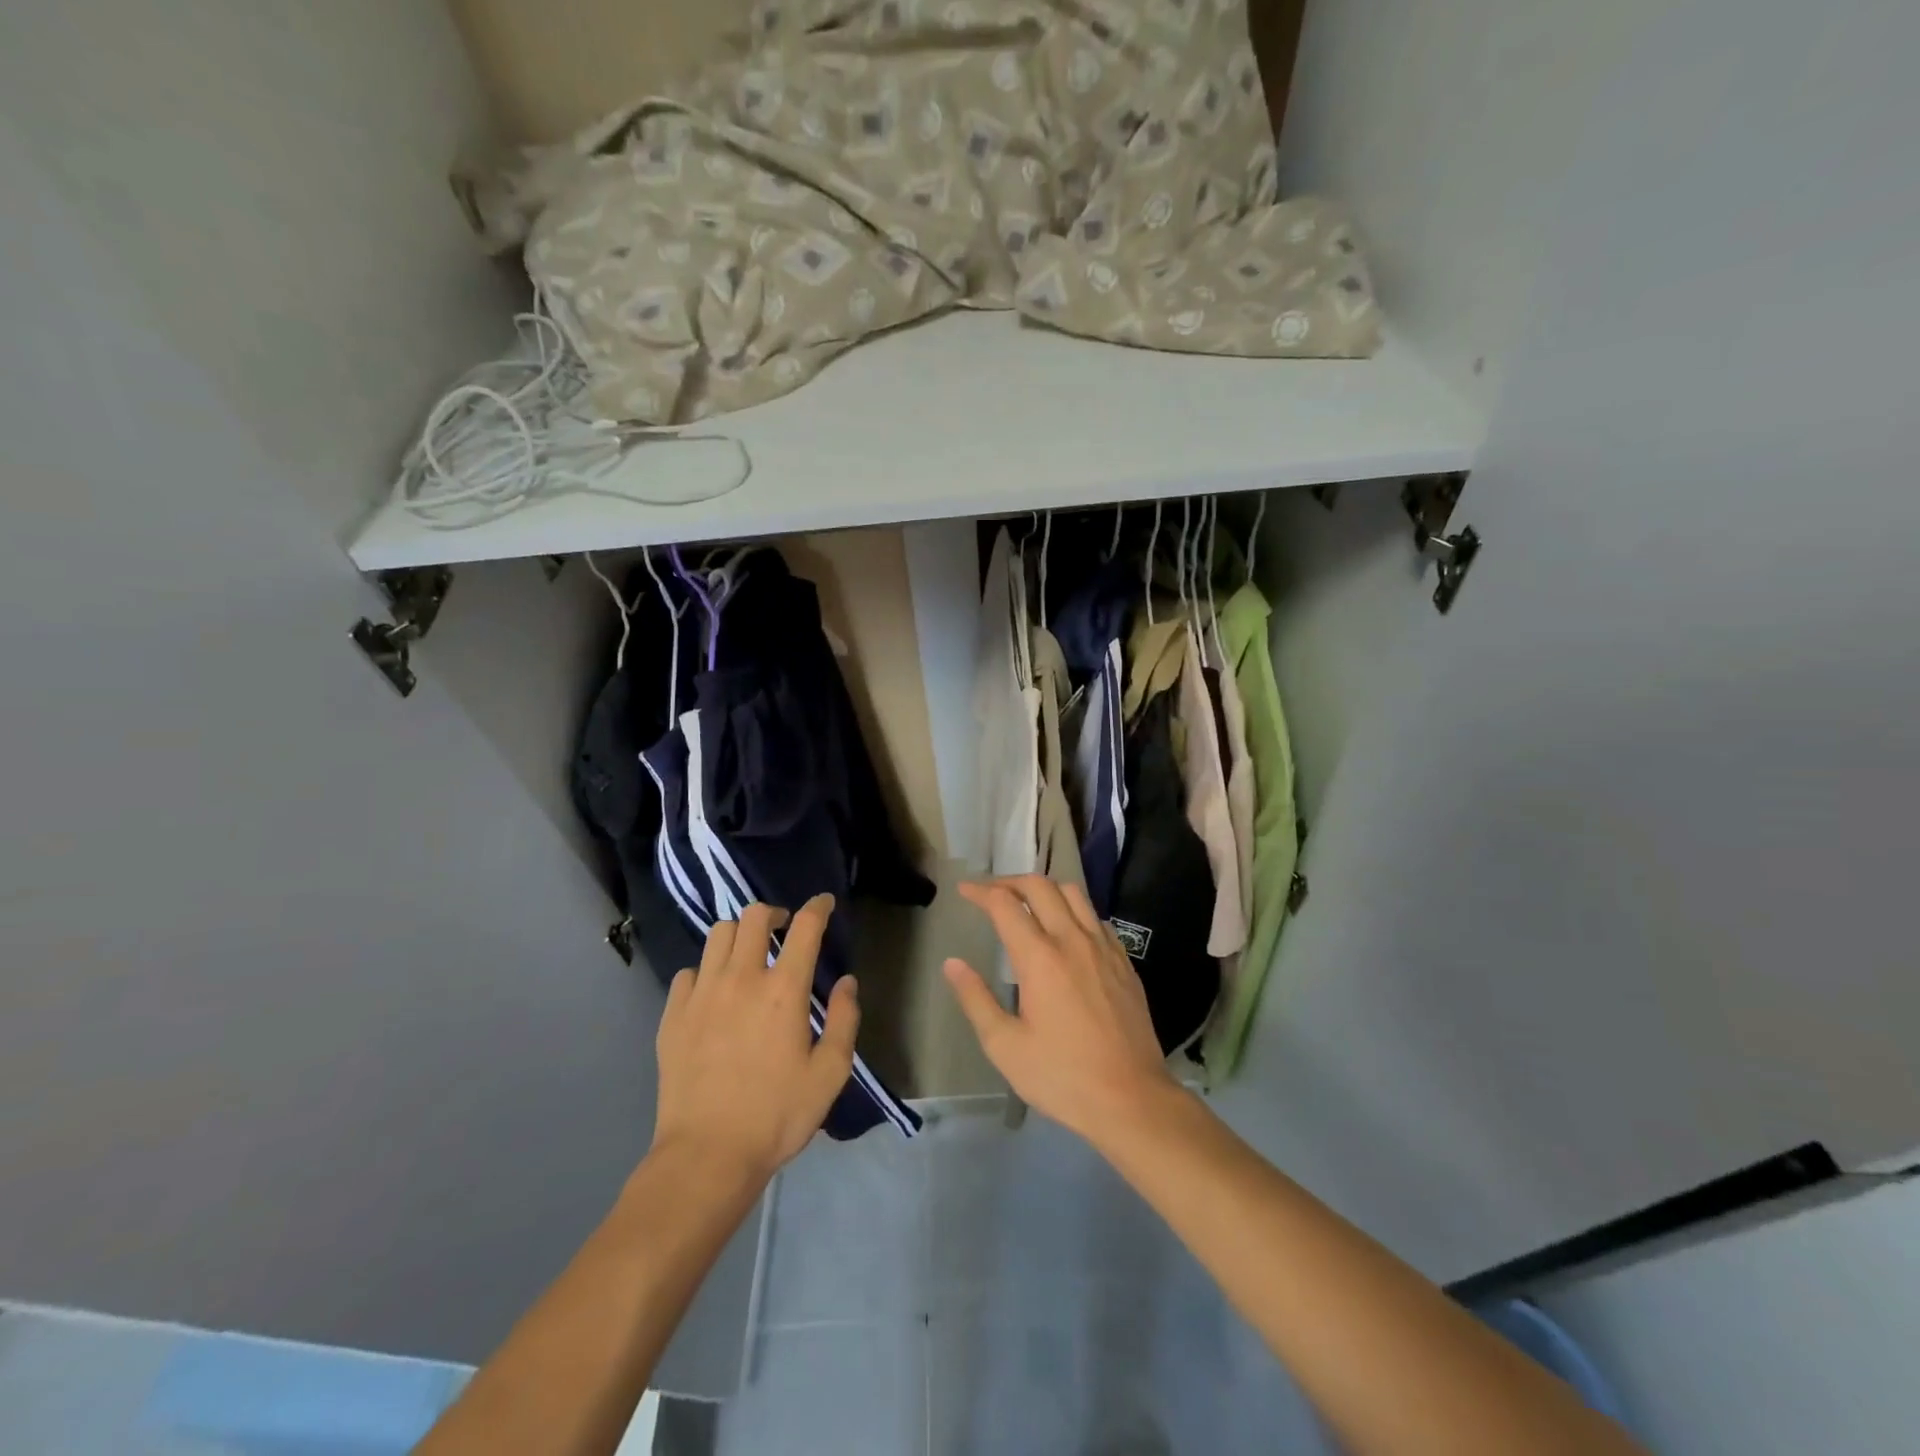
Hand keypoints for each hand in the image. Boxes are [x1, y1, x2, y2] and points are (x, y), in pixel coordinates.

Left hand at [651, 896, 857, 1183]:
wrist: (707, 1156)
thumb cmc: (777, 1115)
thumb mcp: (830, 1073)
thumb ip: (845, 1020)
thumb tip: (846, 982)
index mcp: (784, 989)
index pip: (805, 927)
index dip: (818, 907)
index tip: (824, 903)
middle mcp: (741, 978)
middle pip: (754, 917)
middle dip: (774, 914)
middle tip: (784, 931)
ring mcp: (702, 994)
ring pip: (718, 935)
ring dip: (738, 936)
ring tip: (747, 956)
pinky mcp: (673, 1016)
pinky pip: (688, 972)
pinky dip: (705, 971)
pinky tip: (713, 993)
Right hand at [944, 875, 1175, 1143]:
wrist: (1133, 1099)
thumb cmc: (1063, 1077)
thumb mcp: (1006, 1047)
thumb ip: (976, 1000)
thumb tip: (953, 964)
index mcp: (1040, 958)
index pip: (1005, 904)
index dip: (981, 891)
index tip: (964, 890)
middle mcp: (1073, 940)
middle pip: (1041, 886)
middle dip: (1010, 881)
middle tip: (991, 893)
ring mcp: (1104, 948)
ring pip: (1074, 893)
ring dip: (1045, 889)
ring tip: (1028, 904)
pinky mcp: (1124, 962)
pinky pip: (1096, 917)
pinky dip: (1074, 910)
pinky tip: (1066, 931)